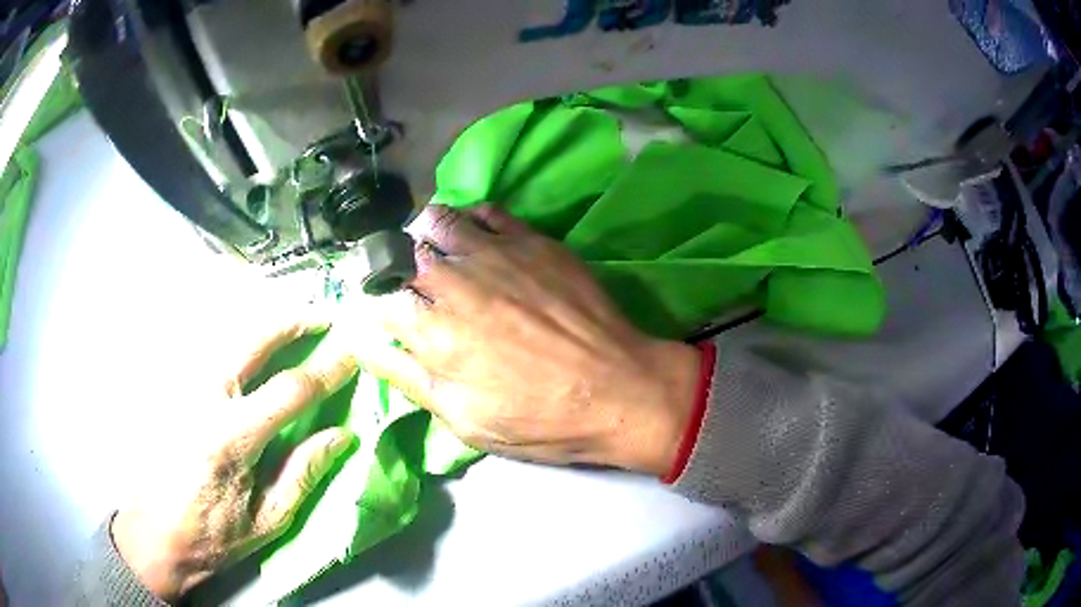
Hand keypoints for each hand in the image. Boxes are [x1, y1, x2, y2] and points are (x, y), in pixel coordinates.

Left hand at [111, 320, 358, 599]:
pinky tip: (254, 348)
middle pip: (252, 341)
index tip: (352, 356)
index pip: (289, 390)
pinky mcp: (174, 393)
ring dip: (265, 327)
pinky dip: (239, 342)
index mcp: (232, 438)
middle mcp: (206, 401)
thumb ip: (303, 474)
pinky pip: (211, 353)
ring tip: (294, 327)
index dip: (325, 371)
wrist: (157, 535)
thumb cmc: (214, 536)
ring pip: (228, 338)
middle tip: (322, 319)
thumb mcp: (268, 520)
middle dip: (291, 323)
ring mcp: (185, 391)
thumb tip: (341, 437)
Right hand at [360, 205, 701, 474]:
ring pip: (437, 220)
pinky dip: (470, 219)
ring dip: (427, 234)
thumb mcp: (464, 419)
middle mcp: (453, 280)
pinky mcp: (531, 239)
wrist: (619, 389)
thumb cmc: (540, 419)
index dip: (377, 301)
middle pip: (401, 252)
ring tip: (439, 252)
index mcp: (431, 331)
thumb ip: (408, 376)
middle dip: (396, 265)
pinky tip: (477, 236)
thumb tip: (363, 345)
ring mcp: (494, 252)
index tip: (388, 309)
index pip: (378, 297)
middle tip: (411, 281)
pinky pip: (486, 210)